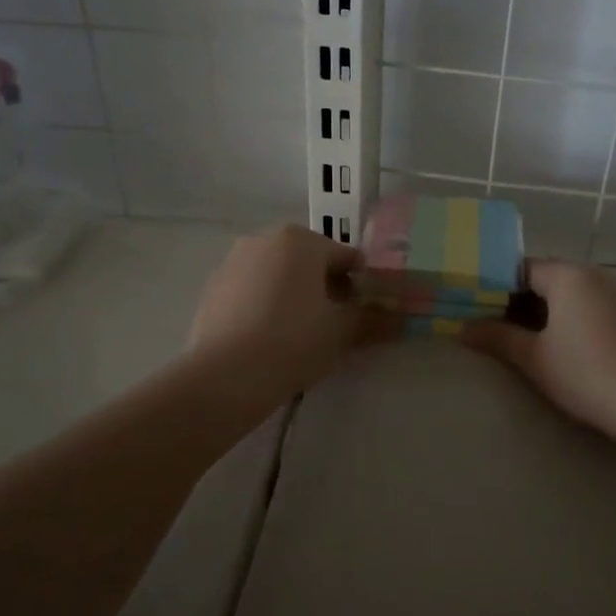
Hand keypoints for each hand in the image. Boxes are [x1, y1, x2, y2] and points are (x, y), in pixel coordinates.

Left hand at [188, 225, 391, 400]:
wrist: (226, 375)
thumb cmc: (295, 341)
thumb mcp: (343, 332)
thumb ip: (374, 320)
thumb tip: (403, 319)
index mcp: (300, 240)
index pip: (346, 258)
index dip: (362, 286)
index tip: (366, 314)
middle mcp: (263, 240)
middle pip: (309, 263)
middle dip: (326, 289)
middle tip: (335, 327)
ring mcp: (232, 263)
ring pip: (278, 276)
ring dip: (294, 297)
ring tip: (301, 337)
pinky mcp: (211, 290)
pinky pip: (251, 293)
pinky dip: (265, 308)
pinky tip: (268, 341)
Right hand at [462, 261, 615, 444]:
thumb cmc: (585, 373)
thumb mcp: (533, 358)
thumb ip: (497, 338)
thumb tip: (463, 328)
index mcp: (569, 275)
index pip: (522, 268)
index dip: (496, 287)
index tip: (478, 308)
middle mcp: (597, 274)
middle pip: (549, 279)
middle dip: (521, 301)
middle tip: (497, 328)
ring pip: (574, 294)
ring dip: (549, 312)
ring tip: (529, 341)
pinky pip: (596, 307)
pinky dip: (575, 319)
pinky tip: (568, 349)